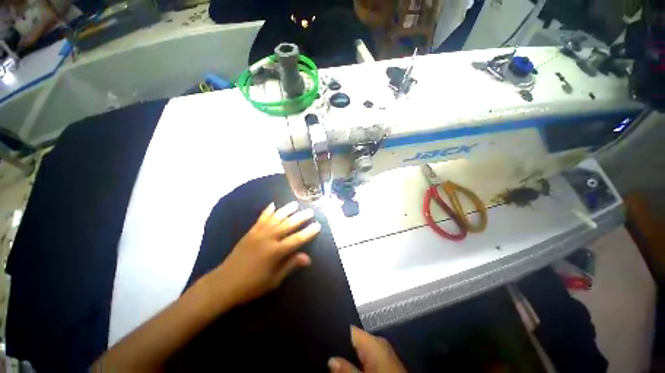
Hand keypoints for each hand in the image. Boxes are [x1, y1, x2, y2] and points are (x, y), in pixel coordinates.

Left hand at [209, 201, 320, 304]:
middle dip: (300, 217)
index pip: (297, 239)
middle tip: (310, 211)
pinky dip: (268, 211)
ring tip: (295, 204)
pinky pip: (261, 218)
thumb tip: (308, 257)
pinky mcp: (250, 232)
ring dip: (286, 210)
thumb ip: (290, 265)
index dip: (308, 232)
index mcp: (275, 252)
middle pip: (288, 225)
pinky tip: (273, 204)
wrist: (223, 283)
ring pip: (276, 218)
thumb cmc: (251, 286)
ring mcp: (258, 233)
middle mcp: (268, 239)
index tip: (318, 225)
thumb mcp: (274, 280)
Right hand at [328, 326, 405, 372]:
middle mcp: (378, 342)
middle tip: (327, 354)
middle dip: (342, 346)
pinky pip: (367, 355)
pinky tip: (352, 366)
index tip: (325, 336)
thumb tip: (330, 359)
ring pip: (360, 348)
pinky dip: (358, 360)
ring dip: (350, 354)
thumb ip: (347, 369)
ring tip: (335, 359)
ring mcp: (383, 351)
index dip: (337, 332)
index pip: (350, 329)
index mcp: (373, 341)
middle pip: (354, 339)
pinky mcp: (385, 360)